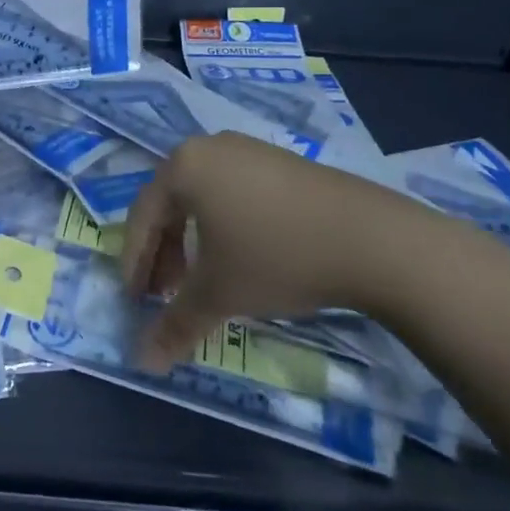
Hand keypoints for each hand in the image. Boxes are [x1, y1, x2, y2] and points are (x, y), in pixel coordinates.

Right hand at [119, 132, 442, 371]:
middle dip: (165, 253)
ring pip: (204, 199)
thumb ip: (176, 325)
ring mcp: (250, 150)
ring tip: (204, 280)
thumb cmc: (276, 257)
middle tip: (166, 294)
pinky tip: (243, 257)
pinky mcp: (283, 162)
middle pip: (171, 204)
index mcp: (183, 166)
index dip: (135, 262)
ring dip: (194, 242)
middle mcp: (210, 147)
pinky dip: (226, 227)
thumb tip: (142, 363)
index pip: (141, 216)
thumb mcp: (219, 294)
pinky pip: (235, 192)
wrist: (374, 240)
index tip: (134, 299)